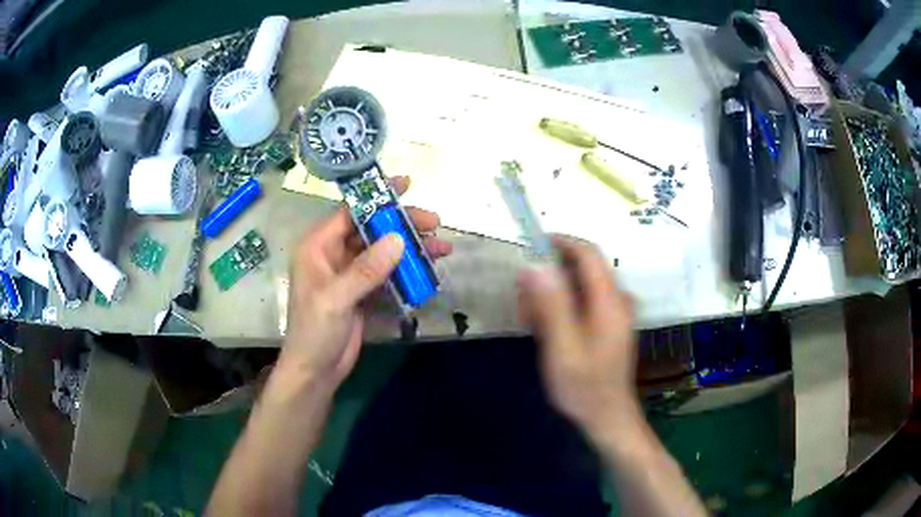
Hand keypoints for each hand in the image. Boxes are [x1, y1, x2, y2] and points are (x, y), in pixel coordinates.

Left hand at [278, 176, 452, 395]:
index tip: (408, 186)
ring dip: (410, 249)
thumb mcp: (336, 300)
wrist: (315, 371)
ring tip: (441, 249)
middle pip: (371, 229)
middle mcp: (333, 253)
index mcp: (317, 246)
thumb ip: (365, 270)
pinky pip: (386, 272)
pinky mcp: (361, 291)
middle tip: (435, 224)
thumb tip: (398, 239)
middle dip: (402, 225)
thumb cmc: (315, 333)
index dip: (378, 198)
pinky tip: (427, 271)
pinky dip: (406, 270)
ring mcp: (349, 273)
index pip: (351, 212)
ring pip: (382, 250)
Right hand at [517, 235, 639, 438]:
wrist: (607, 417)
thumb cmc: (584, 387)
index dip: (560, 242)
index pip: (587, 253)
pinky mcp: (608, 325)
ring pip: (579, 286)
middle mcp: (616, 300)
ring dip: (551, 294)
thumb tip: (535, 265)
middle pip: (581, 268)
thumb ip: (551, 305)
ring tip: (528, 320)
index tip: (530, 245)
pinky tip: (544, 329)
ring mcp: (614, 313)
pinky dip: (560, 307)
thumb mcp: (562, 347)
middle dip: (549, 275)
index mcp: (609, 301)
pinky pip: (582, 302)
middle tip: (522, 300)